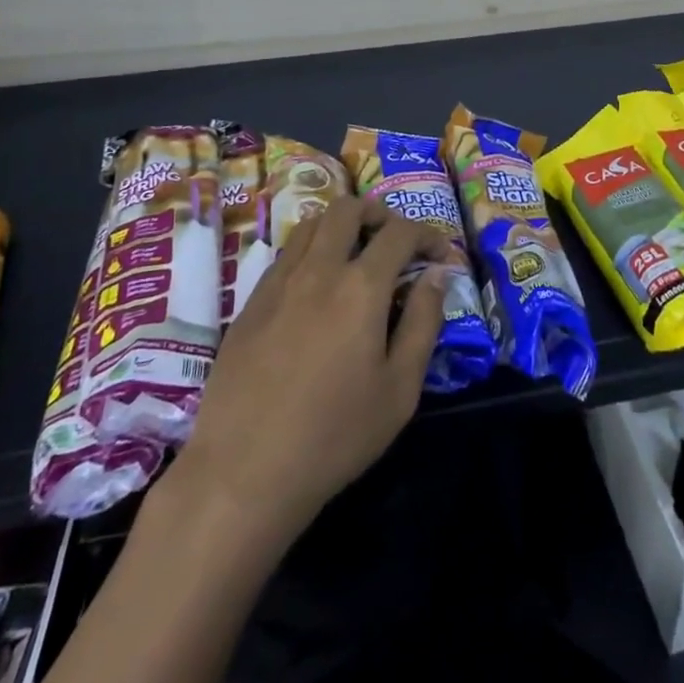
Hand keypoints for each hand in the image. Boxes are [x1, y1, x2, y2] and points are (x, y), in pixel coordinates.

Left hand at [170, 197, 447, 545]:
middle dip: (379, 214)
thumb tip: (437, 276)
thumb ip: (423, 323)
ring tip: (356, 254)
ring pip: (312, 224)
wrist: (243, 473)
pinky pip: (286, 254)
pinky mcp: (250, 303)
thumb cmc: (334, 436)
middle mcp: (319, 269)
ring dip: (341, 226)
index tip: (440, 255)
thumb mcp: (400, 389)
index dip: (427, 234)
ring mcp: (279, 282)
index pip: (400, 232)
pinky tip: (317, 287)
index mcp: (361, 287)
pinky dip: (311, 251)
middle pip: (348, 209)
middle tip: (394, 242)